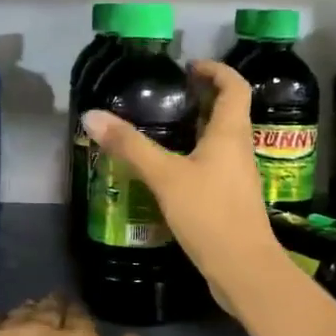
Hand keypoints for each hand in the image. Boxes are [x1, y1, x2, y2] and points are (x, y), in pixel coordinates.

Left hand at [0, 295, 151, 335]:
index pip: (81, 317)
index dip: (79, 316)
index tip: (77, 319)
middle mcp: (43, 329)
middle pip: (50, 309)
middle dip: (54, 307)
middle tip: (53, 309)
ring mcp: (5, 335)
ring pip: (19, 313)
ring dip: (26, 312)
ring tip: (26, 315)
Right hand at [82, 60, 282, 317]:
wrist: (244, 269)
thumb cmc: (210, 214)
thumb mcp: (165, 176)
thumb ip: (130, 146)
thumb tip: (91, 115)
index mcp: (230, 133)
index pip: (234, 86)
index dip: (216, 70)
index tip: (189, 66)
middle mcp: (239, 149)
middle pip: (229, 111)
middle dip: (203, 97)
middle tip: (170, 95)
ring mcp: (238, 176)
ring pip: (221, 140)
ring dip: (198, 127)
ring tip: (164, 127)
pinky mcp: (231, 199)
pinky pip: (214, 164)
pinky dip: (195, 155)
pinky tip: (170, 170)